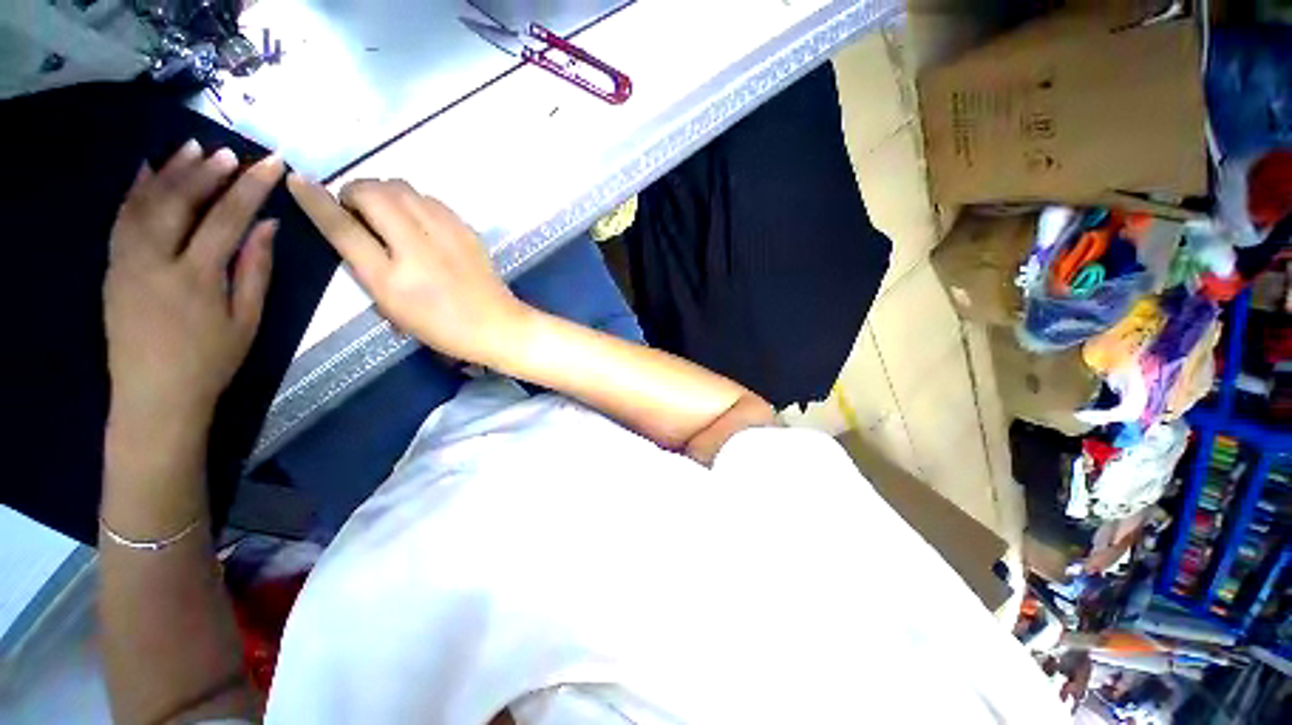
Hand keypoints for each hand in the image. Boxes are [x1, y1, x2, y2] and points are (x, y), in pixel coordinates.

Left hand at [105, 142, 283, 430]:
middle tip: (230, 152)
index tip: (271, 165)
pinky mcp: (111, 267)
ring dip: (170, 172)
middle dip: (207, 173)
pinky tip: (145, 169)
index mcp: (197, 278)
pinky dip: (133, 190)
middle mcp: (155, 261)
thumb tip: (268, 227)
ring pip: (145, 203)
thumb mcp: (247, 320)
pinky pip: (121, 219)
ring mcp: (126, 261)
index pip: (226, 219)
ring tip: (192, 148)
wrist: (155, 396)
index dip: (251, 188)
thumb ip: (255, 270)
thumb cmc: (211, 361)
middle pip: (180, 203)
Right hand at [288, 176, 526, 366]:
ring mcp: (447, 236)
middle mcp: (417, 249)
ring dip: (384, 192)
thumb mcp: (392, 308)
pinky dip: (414, 201)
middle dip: (355, 192)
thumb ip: (367, 268)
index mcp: (391, 279)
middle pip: (373, 193)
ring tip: (387, 212)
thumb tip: (352, 230)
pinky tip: (418, 220)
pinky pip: (430, 199)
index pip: (343, 228)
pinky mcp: (468, 230)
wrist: (496, 324)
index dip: (315, 201)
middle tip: (358, 209)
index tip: (298, 181)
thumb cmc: (442, 327)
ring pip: (403, 187)